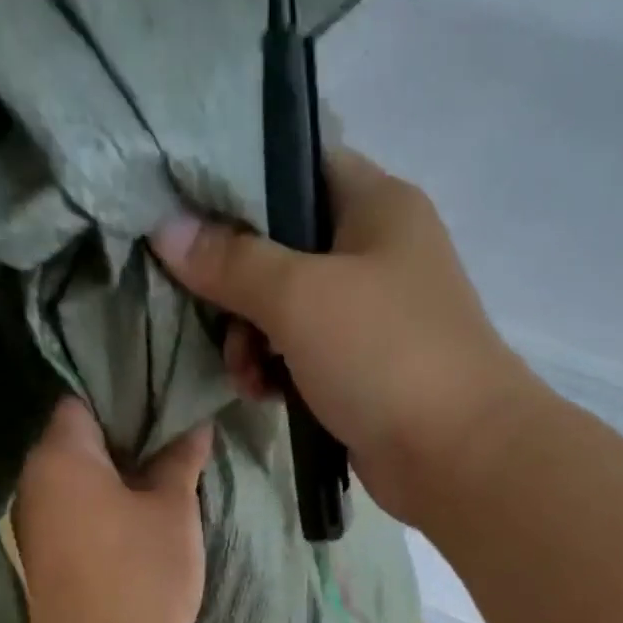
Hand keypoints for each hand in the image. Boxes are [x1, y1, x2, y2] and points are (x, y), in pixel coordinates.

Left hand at [12, 399, 212, 622]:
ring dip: (114, 478)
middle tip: (172, 443)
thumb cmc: (143, 576)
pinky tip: (136, 521)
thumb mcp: (173, 511)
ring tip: (160, 481)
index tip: (164, 406)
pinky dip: (101, 510)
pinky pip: (73, 515)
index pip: (83, 400)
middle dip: (123, 440)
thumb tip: (194, 425)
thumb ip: (180, 461)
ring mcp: (33, 524)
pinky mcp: (43, 560)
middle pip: (76, 442)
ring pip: (76, 483)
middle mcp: (33, 482)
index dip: (125, 398)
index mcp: (59, 456)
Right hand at [151, 148, 537, 527]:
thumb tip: (167, 229)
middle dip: (240, 288)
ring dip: (254, 341)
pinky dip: (281, 373)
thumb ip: (232, 262)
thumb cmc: (382, 356)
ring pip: (292, 313)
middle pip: (286, 249)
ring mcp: (375, 321)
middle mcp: (379, 255)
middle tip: (214, 321)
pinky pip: (308, 360)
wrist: (455, 455)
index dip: (239, 187)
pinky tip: (264, 396)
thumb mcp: (299, 298)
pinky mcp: (367, 376)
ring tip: (244, 377)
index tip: (187, 220)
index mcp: (377, 206)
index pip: (297, 167)